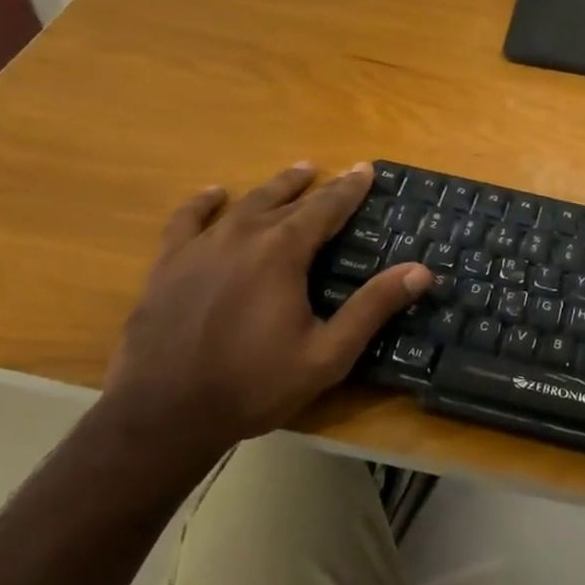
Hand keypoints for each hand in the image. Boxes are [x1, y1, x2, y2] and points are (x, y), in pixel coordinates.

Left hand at [105, 163, 427, 454]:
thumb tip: (420, 271)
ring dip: (273, 187)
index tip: (365, 169)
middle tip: (333, 171)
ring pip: (244, 204)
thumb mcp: (327, 354)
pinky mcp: (167, 265)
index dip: (349, 189)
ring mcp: (200, 248)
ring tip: (294, 174)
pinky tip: (215, 195)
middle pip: (285, 199)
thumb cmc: (253, 385)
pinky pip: (186, 220)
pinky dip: (203, 203)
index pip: (325, 208)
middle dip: (314, 185)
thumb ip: (372, 308)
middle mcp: (242, 236)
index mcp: (282, 252)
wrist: (163, 416)